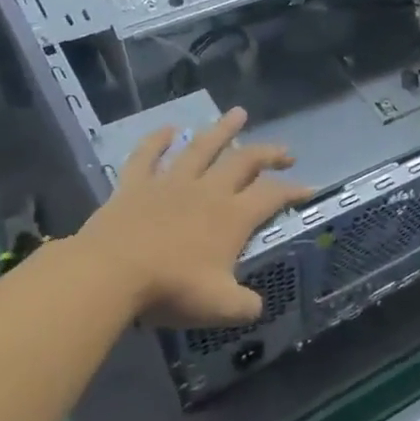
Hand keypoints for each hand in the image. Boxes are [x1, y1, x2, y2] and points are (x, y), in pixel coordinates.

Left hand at [74, 108, 313, 328]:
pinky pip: (147, 155)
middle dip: (268, 154)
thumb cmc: (171, 289)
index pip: (273, 195)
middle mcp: (208, 191)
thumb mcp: (221, 307)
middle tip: (284, 152)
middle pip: (244, 162)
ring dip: (222, 130)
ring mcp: (170, 183)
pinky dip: (157, 140)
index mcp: (233, 216)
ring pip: (201, 148)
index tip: (309, 188)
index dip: (294, 191)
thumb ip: (245, 305)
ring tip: (238, 113)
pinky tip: (168, 129)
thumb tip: (257, 306)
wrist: (110, 274)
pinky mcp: (135, 185)